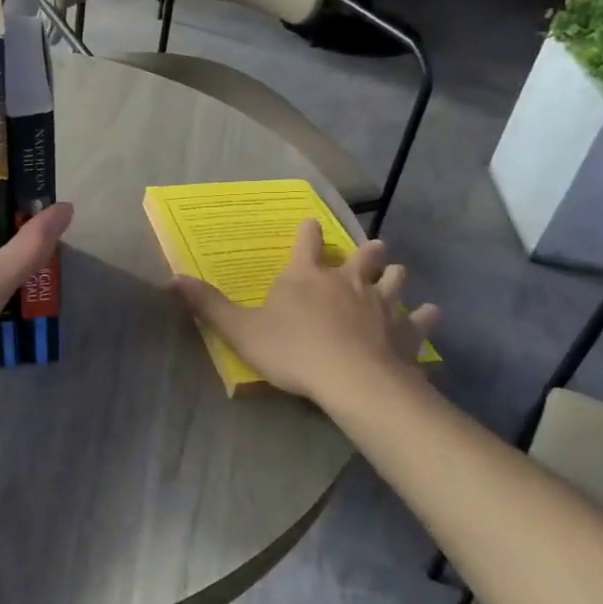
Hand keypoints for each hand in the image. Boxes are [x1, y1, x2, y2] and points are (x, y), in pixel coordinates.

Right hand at [170, 220, 439, 405]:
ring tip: (397, 273)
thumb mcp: (240, 329)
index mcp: (307, 275)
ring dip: (395, 275)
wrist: (351, 379)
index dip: (308, 232)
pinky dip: (426, 316)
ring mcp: (382, 303)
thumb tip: (170, 280)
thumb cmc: (292, 350)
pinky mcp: (406, 330)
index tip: (311, 224)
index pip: (307, 242)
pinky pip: (421, 319)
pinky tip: (431, 315)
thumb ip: (208, 305)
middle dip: (365, 250)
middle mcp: (348, 280)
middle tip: (371, 247)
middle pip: (361, 255)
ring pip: (395, 279)